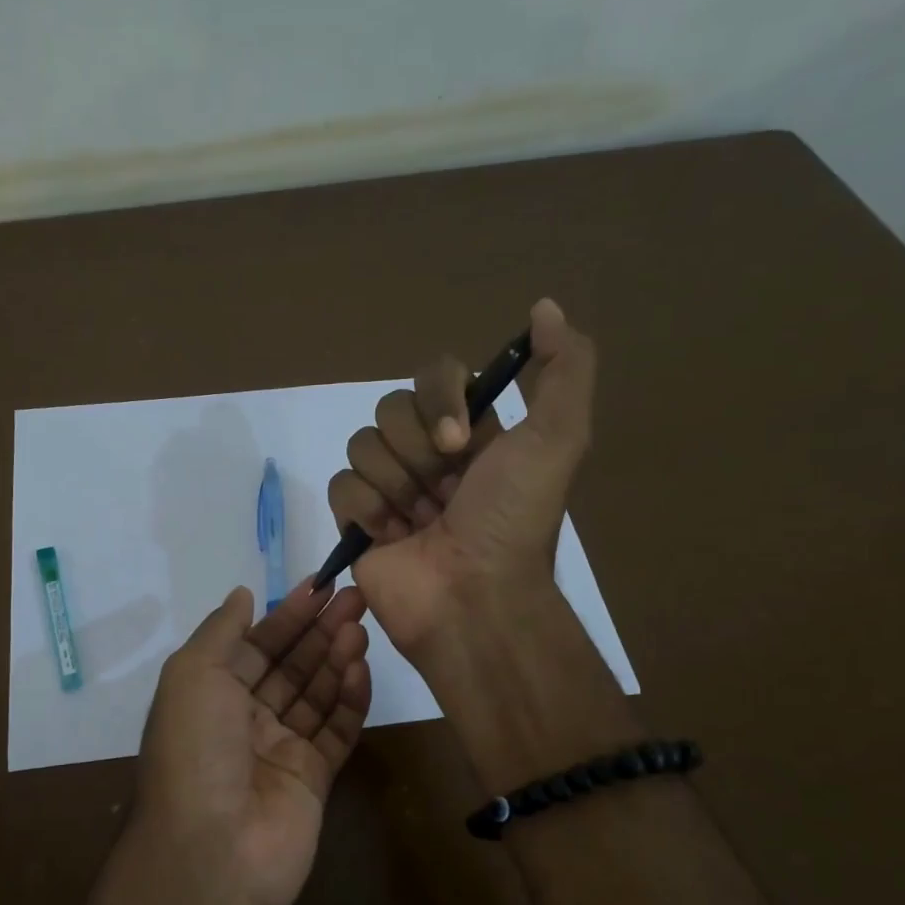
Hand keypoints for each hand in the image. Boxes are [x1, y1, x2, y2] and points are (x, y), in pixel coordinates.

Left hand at [134, 579, 371, 904]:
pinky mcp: (313, 780)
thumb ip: (222, 631)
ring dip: (337, 659)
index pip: (256, 645)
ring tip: (361, 627)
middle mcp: (245, 719)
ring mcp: (280, 750)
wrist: (212, 849)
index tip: (322, 585)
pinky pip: (336, 732)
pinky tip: (363, 669)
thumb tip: (243, 595)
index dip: (287, 615)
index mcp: (211, 694)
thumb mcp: (192, 674)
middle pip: (291, 666)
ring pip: (316, 695)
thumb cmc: (195, 748)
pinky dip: (350, 700)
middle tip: (356, 598)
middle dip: (320, 631)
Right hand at [327, 298, 596, 656]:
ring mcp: (390, 487)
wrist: (473, 598)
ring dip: (396, 485)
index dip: (439, 401)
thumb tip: (546, 306)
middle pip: (391, 408)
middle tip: (446, 492)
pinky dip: (366, 509)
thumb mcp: (559, 439)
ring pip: (362, 444)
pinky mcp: (357, 520)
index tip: (460, 442)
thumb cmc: (512, 520)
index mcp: (473, 433)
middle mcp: (429, 454)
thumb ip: (564, 368)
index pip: (435, 375)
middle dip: (418, 452)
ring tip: (421, 522)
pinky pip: (340, 484)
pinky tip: (392, 537)